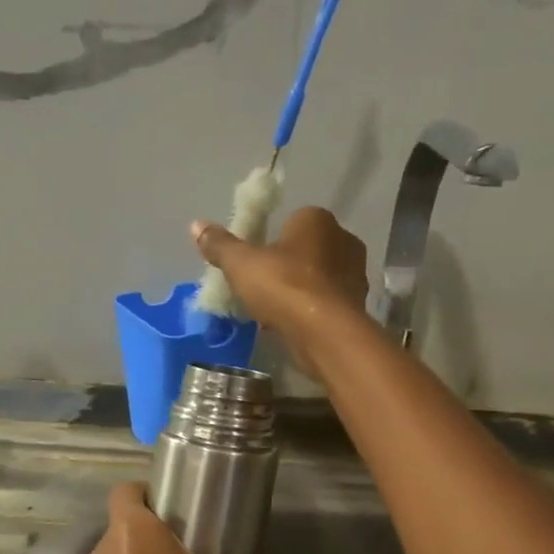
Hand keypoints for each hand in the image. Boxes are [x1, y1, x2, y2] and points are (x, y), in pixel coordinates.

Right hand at [191, 206, 367, 377]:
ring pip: (317, 278)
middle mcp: (344, 240)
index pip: (292, 221)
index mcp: (318, 219)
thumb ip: (220, 245)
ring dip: (298, 292)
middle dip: (286, 267)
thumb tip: (196, 226)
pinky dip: (310, 312)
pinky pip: (326, 303)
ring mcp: (355, 274)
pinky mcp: (357, 306)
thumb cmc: (284, 287)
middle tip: (262, 288)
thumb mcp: (241, 265)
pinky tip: (291, 327)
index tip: (255, 263)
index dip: (271, 241)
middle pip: (306, 250)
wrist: (325, 334)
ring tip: (274, 312)